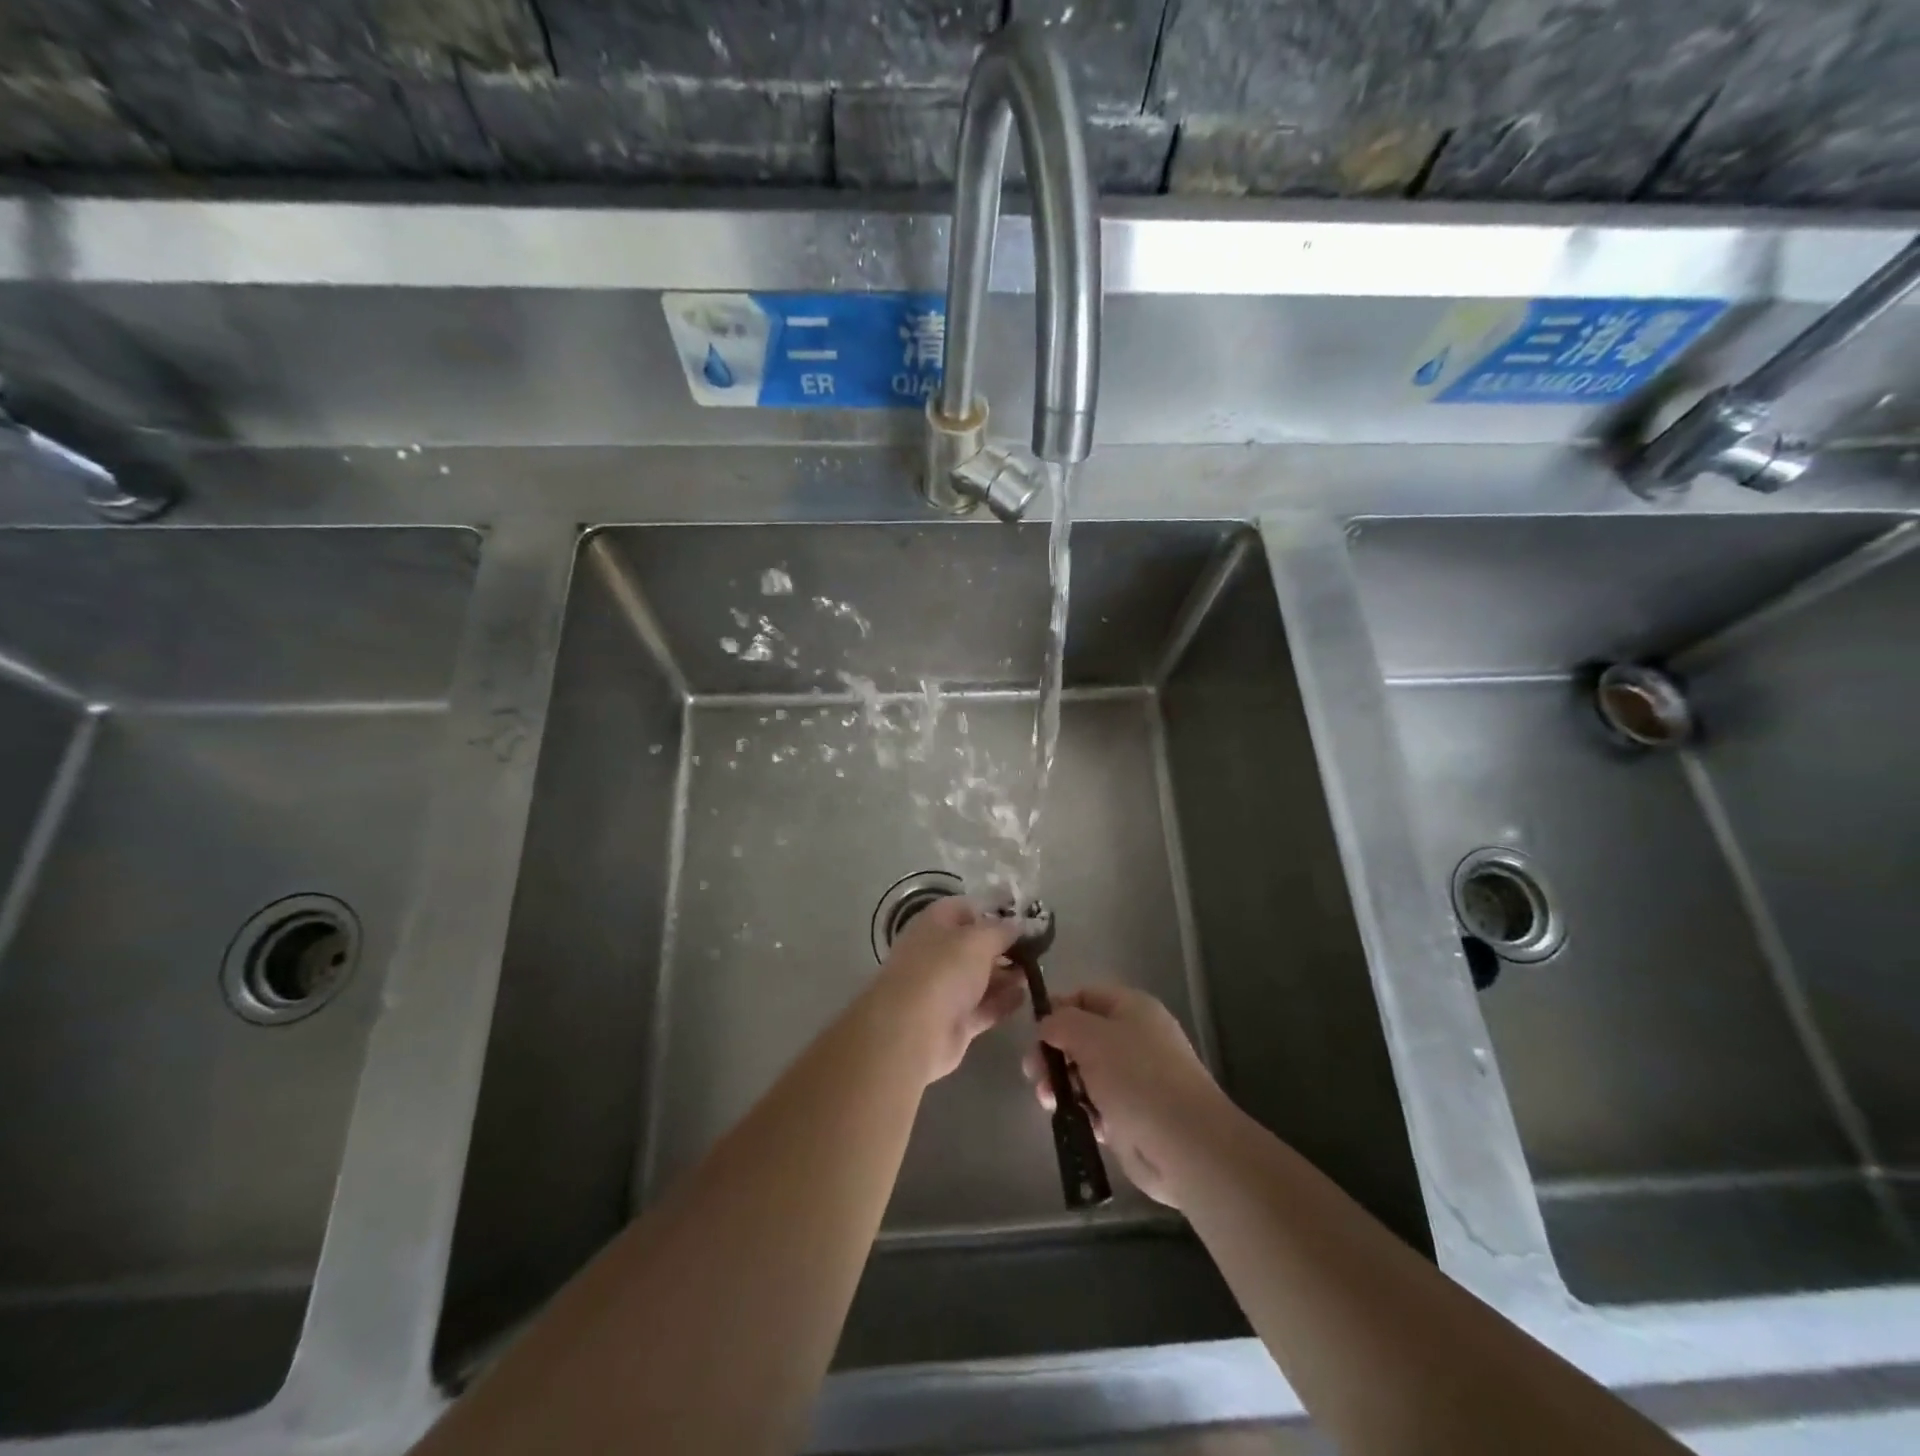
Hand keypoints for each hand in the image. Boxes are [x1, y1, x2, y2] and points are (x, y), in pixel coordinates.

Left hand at [869, 895, 1025, 1084]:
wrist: (912, 1032)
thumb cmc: (943, 971)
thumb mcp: (978, 940)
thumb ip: (1003, 930)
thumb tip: (1022, 924)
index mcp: (935, 924)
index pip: (968, 908)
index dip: (996, 910)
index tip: (1026, 917)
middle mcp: (938, 953)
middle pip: (976, 944)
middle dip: (1006, 945)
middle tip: (1039, 948)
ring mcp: (945, 989)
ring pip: (981, 977)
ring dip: (1008, 974)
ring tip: (1037, 971)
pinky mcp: (955, 1021)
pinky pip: (984, 1006)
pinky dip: (1004, 1001)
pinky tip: (1027, 996)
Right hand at [1023, 985, 1227, 1206]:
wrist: (1184, 1144)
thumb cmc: (1137, 1077)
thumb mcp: (1090, 1036)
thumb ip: (1061, 1023)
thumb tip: (1046, 1026)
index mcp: (1132, 1008)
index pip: (1085, 997)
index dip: (1056, 1010)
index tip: (1034, 1034)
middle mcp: (1134, 1038)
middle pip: (1081, 1036)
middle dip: (1054, 1054)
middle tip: (1034, 1073)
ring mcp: (1134, 1079)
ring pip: (1084, 1073)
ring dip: (1061, 1084)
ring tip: (1049, 1101)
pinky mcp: (1131, 1116)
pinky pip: (1095, 1105)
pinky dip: (1082, 1110)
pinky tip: (1075, 1120)